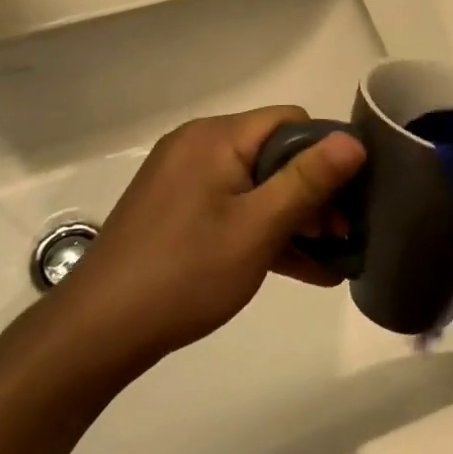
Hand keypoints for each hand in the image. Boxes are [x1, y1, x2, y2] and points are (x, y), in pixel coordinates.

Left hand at [58, 107, 363, 363]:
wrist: (98, 332)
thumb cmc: (186, 274)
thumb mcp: (258, 228)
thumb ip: (309, 181)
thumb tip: (354, 139)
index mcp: (216, 137)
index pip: (291, 121)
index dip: (326, 154)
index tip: (348, 198)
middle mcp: (198, 147)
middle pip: (274, 153)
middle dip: (313, 193)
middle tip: (341, 237)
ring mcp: (184, 180)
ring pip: (256, 185)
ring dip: (293, 218)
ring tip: (331, 258)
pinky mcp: (177, 210)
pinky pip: (233, 208)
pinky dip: (263, 231)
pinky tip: (301, 269)